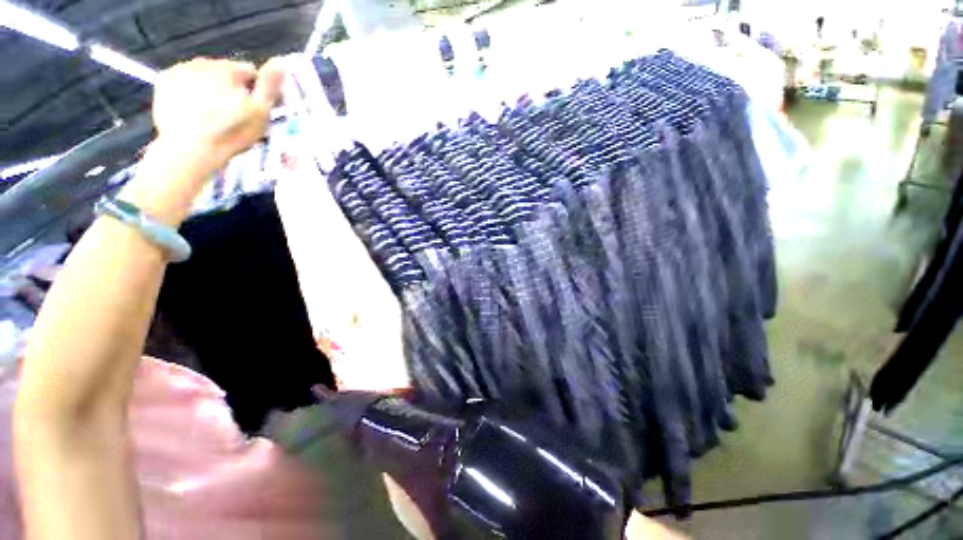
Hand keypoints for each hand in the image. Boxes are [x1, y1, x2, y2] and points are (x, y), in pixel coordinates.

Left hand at [152, 57, 284, 171]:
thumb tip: (281, 62)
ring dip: (212, 88)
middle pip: (226, 72)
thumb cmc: (231, 133)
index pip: (250, 72)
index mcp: (228, 69)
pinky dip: (191, 90)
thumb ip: (269, 86)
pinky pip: (184, 81)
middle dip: (232, 88)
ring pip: (204, 76)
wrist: (189, 150)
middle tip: (234, 114)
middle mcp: (203, 62)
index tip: (257, 109)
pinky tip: (195, 108)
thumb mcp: (260, 113)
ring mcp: (180, 70)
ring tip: (214, 113)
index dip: (257, 90)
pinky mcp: (164, 81)